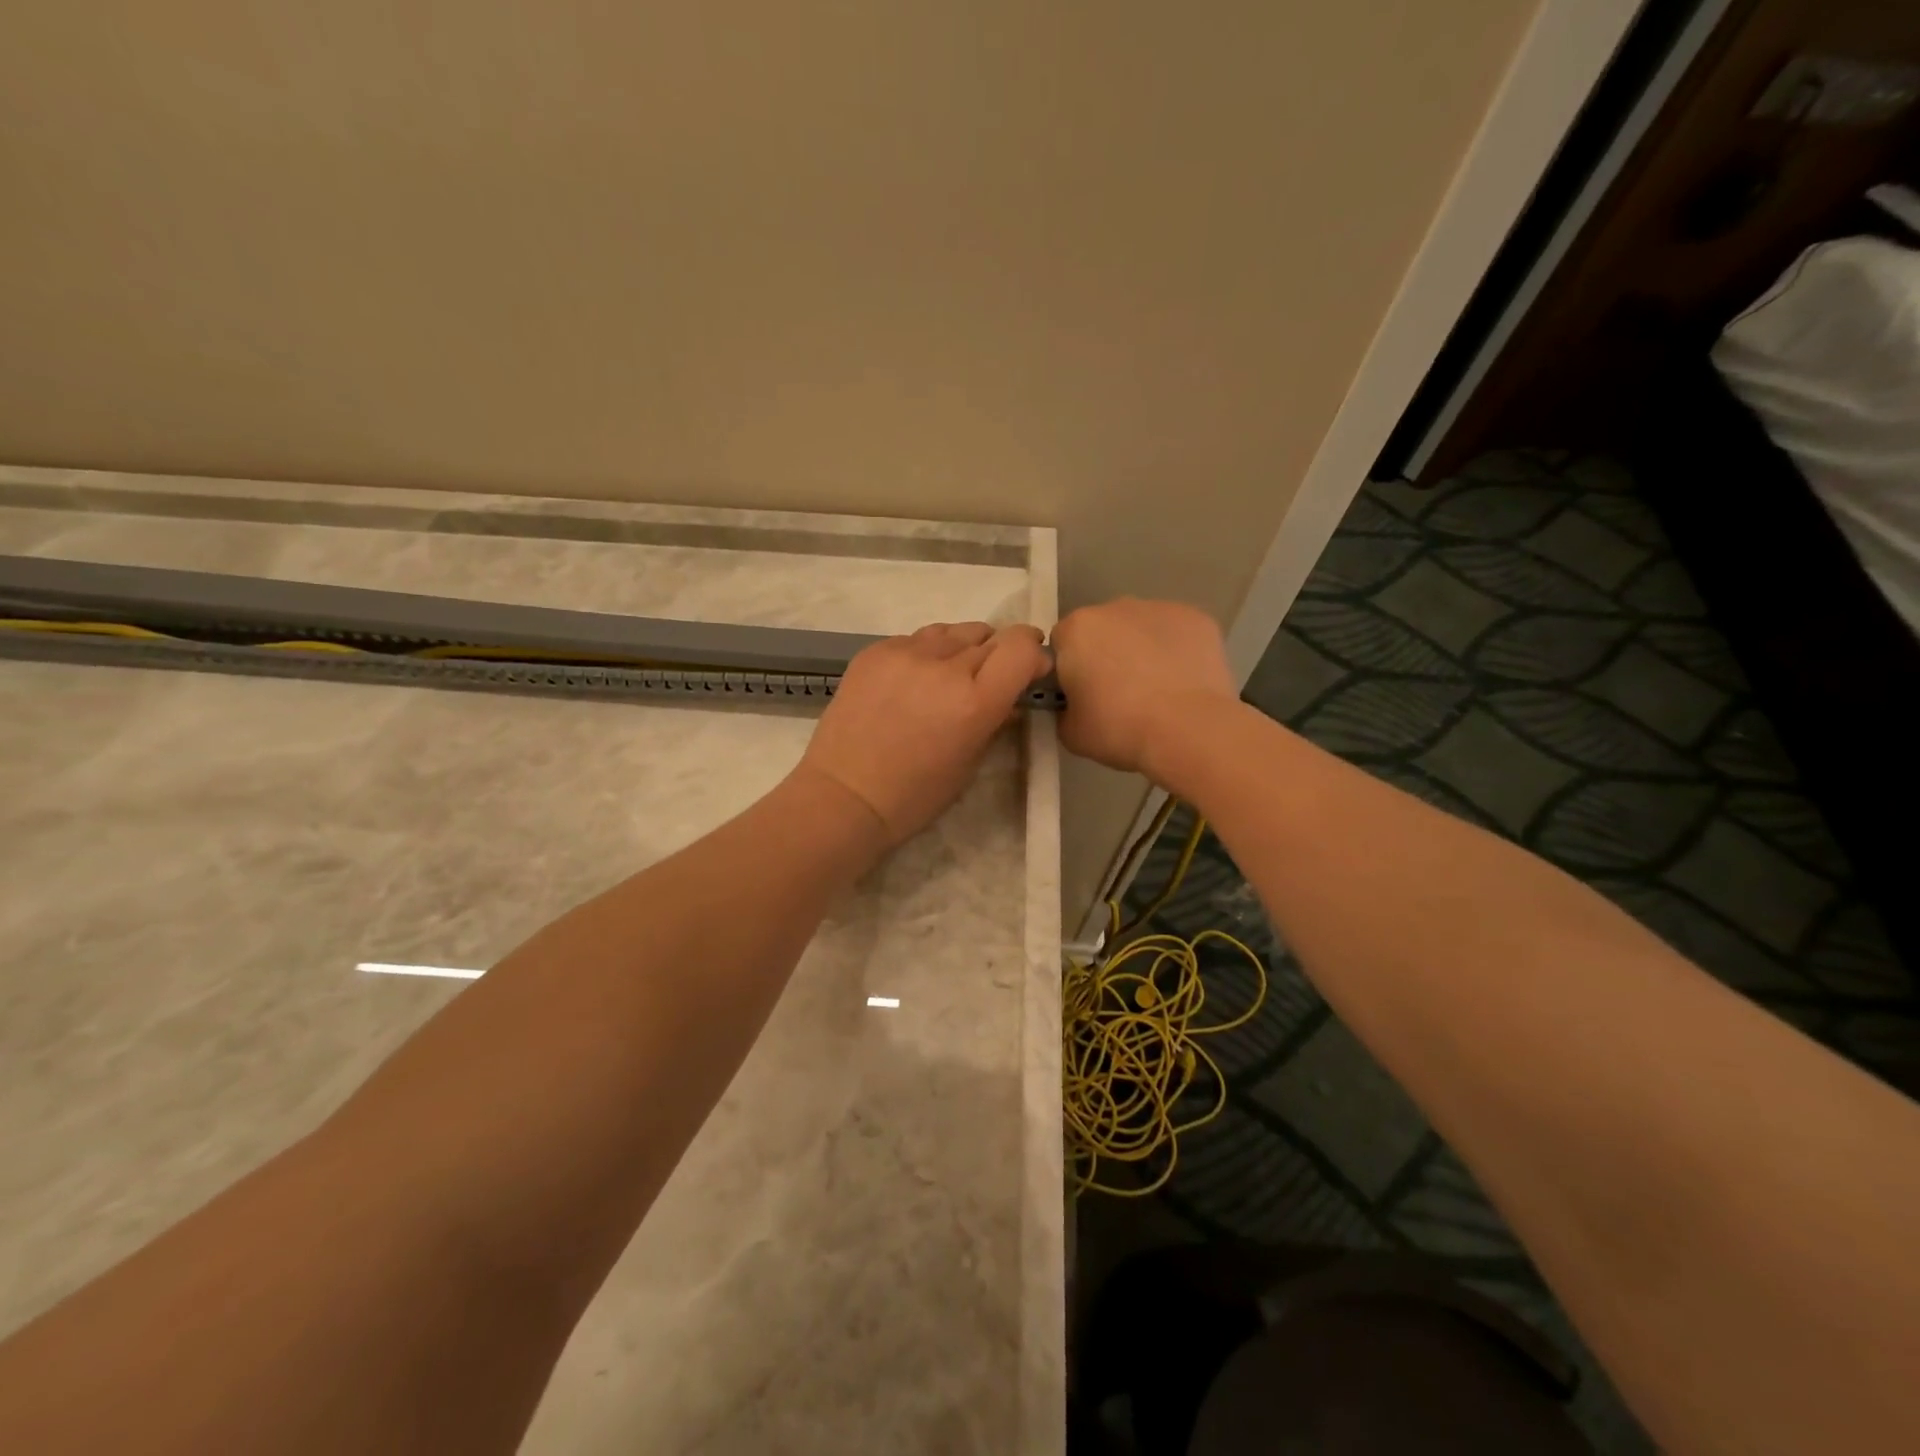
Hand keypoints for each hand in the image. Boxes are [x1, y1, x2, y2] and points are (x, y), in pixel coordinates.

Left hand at [795, 621, 1049, 845]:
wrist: (844, 795)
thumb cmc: (914, 795)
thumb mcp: (969, 763)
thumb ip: (995, 719)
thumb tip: (1009, 696)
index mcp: (974, 701)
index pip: (1020, 646)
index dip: (1031, 652)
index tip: (1030, 667)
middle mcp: (944, 667)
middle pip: (989, 636)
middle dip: (998, 654)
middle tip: (986, 680)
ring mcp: (905, 653)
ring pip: (952, 631)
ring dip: (962, 648)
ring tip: (950, 674)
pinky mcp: (875, 651)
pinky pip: (916, 639)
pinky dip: (926, 653)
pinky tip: (914, 680)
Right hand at [1051, 598, 1237, 778]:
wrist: (1188, 731)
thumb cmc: (1119, 729)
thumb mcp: (1070, 731)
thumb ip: (1064, 709)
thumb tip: (1075, 705)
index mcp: (1077, 629)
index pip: (1062, 643)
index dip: (1070, 670)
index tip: (1082, 695)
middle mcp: (1115, 607)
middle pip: (1102, 630)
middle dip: (1106, 654)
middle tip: (1119, 695)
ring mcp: (1160, 608)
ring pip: (1141, 628)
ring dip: (1141, 650)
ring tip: (1156, 691)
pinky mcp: (1197, 619)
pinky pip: (1176, 634)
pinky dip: (1176, 652)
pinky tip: (1183, 682)